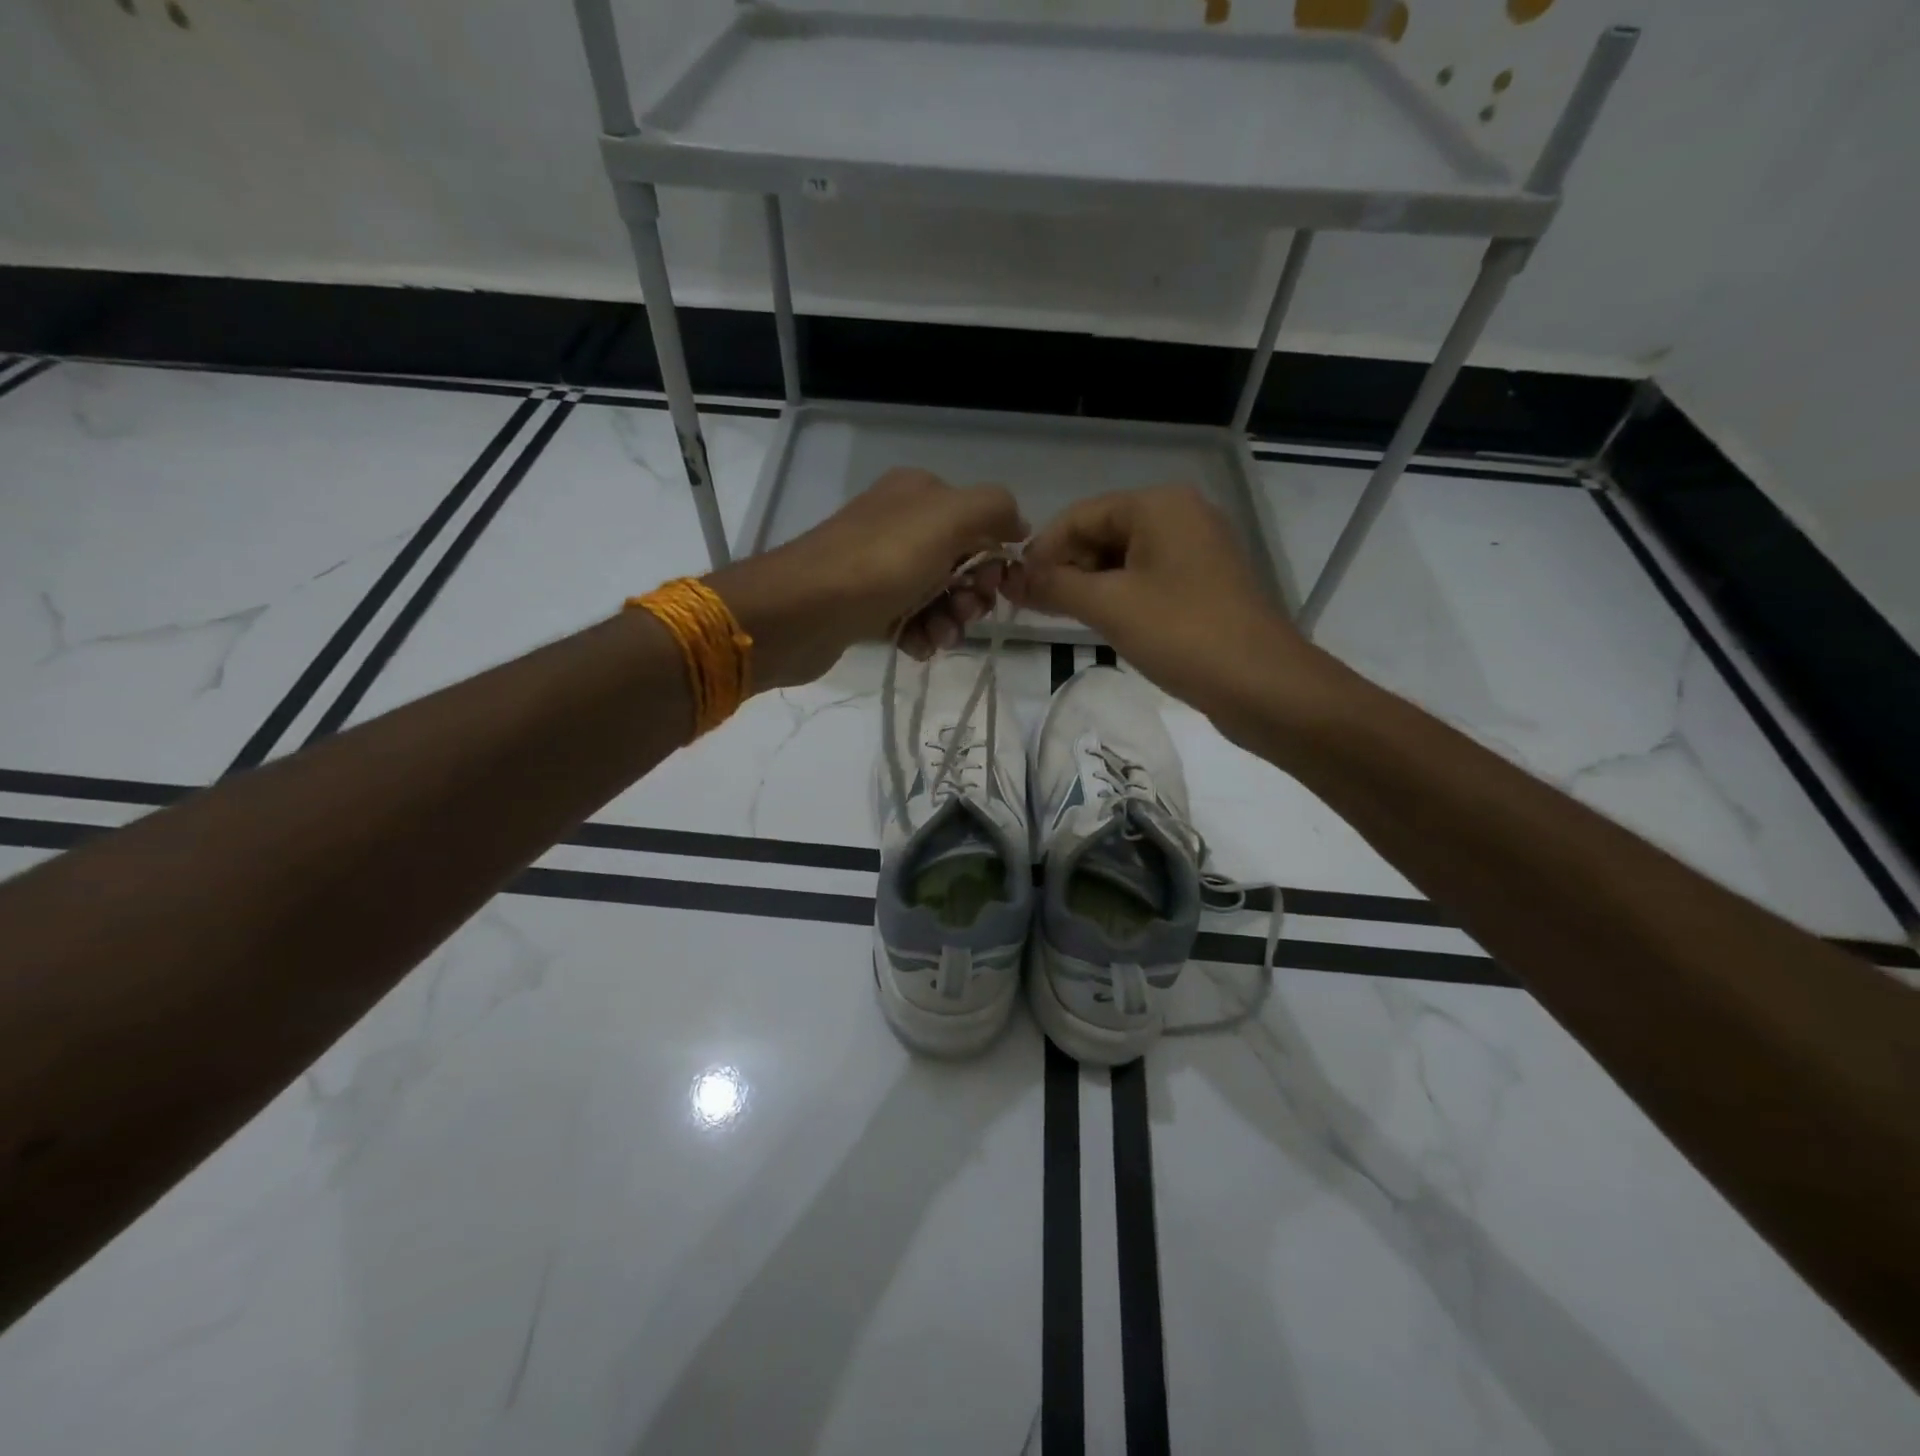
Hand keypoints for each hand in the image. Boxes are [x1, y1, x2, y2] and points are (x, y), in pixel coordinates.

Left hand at [710, 467, 1026, 687]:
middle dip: (972, 595)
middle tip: (964, 614)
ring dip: (949, 621)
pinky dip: (920, 635)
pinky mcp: (864, 606)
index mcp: (920, 494)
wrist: (802, 611)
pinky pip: (909, 620)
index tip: (994, 587)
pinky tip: (916, 647)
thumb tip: (1018, 525)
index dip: (994, 558)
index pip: (979, 523)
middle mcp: (900, 525)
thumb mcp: (948, 518)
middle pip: (961, 563)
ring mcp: (880, 567)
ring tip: (939, 638)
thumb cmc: (881, 562)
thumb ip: (994, 509)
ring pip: (937, 597)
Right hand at [1010, 485, 1321, 721]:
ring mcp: (1196, 549)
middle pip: (1102, 532)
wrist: (1262, 685)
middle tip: (1034, 607)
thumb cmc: (1182, 634)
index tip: (1014, 587)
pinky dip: (1118, 595)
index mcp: (1159, 505)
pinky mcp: (1204, 583)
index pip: (1081, 515)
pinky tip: (1099, 621)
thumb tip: (1011, 577)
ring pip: (1123, 558)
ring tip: (1060, 617)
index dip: (1043, 549)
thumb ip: (1054, 586)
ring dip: (1089, 584)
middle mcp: (1180, 515)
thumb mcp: (1109, 606)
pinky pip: (1147, 578)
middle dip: (1066, 567)